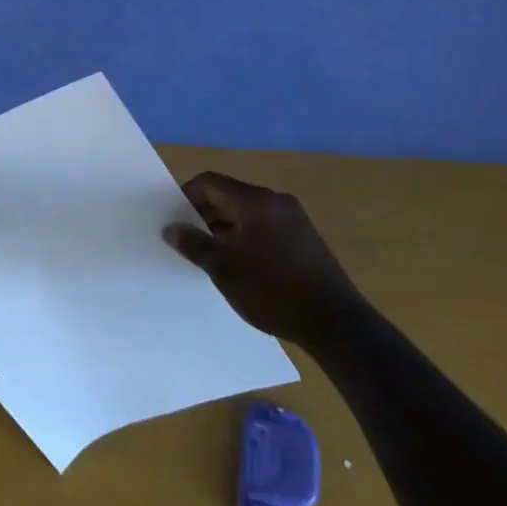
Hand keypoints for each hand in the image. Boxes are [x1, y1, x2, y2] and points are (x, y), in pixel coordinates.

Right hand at [164, 172, 354, 343]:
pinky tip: (237, 264)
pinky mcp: (303, 238)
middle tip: (185, 240)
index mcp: (256, 201)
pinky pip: (263, 226)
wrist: (335, 323)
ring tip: (208, 256)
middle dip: (203, 214)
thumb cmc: (273, 291)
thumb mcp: (224, 269)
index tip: (172, 220)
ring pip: (246, 212)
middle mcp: (276, 201)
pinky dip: (244, 237)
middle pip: (229, 195)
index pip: (210, 182)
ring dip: (223, 227)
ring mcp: (293, 219)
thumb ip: (194, 244)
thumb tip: (170, 228)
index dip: (186, 196)